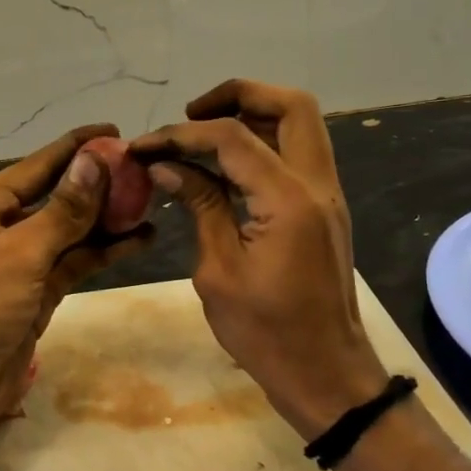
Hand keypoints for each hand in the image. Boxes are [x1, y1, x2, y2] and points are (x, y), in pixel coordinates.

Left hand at [0, 125, 150, 470]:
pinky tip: (139, 239)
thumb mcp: (18, 254)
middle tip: (143, 170)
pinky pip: (72, 263)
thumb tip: (96, 159)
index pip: (33, 168)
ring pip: (68, 232)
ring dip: (105, 220)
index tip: (113, 131)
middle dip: (96, 185)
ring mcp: (16, 264)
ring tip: (150, 201)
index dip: (74, 148)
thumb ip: (63, 210)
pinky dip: (103, 252)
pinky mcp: (35, 295)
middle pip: (54, 198)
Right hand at [132, 80, 385, 437]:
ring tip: (202, 137)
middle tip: (191, 115)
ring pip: (300, 124)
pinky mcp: (324, 209)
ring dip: (253, 116)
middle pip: (290, 105)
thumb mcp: (218, 271)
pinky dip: (263, 143)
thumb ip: (199, 205)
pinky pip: (299, 153)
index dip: (181, 134)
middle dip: (237, 96)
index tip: (143, 147)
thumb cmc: (265, 333)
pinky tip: (224, 167)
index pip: (232, 138)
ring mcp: (327, 195)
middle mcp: (317, 185)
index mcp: (288, 201)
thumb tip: (166, 166)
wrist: (326, 373)